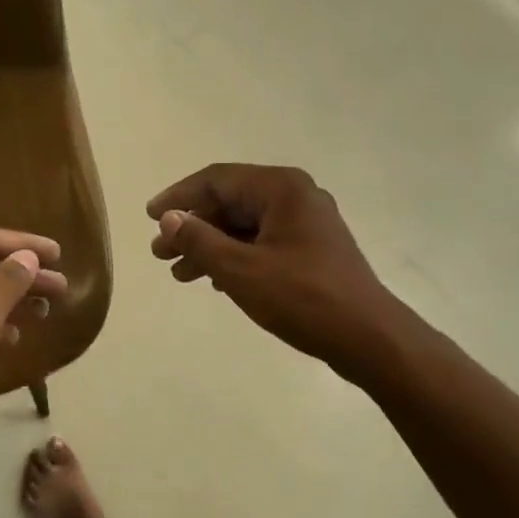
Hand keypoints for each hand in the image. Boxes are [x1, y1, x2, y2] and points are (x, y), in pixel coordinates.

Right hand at [148, 164, 405, 382]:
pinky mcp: (311, 249)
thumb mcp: (241, 270)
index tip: (150, 217)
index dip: (179, 197)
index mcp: (281, 188)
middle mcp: (295, 196)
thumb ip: (200, 240)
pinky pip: (262, 242)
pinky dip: (234, 257)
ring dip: (210, 246)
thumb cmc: (302, 298)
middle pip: (230, 202)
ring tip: (179, 273)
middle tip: (160, 253)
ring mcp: (306, 223)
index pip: (217, 179)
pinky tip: (214, 280)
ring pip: (244, 225)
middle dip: (193, 227)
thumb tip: (169, 218)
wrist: (368, 338)